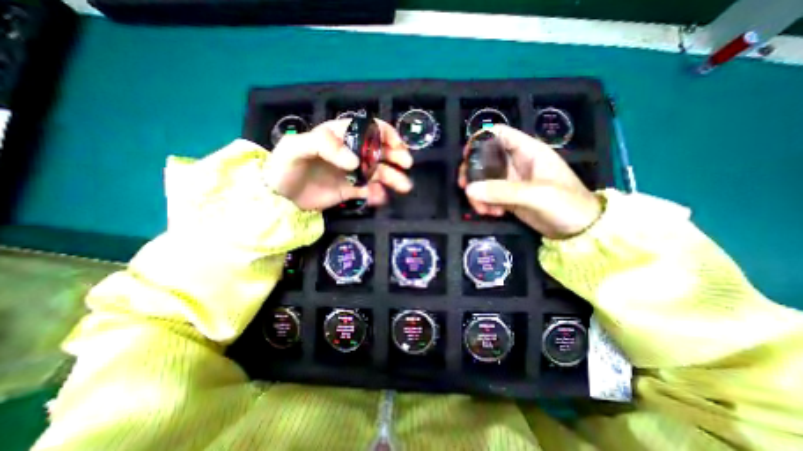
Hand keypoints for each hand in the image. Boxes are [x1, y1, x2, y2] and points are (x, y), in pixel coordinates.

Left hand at [266, 120, 413, 211]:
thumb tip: (355, 162)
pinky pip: (369, 191)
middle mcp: (349, 153)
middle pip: (378, 151)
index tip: (396, 145)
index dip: (385, 134)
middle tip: (406, 164)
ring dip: (393, 177)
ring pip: (377, 172)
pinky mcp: (350, 190)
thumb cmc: (284, 167)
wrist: (278, 198)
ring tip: (404, 186)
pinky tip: (381, 198)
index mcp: (339, 137)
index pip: (367, 129)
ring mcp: (351, 173)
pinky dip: (377, 194)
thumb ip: (324, 146)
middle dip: (395, 155)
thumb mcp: (296, 148)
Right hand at [457, 123, 601, 238]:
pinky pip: (488, 195)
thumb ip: (502, 191)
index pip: (499, 134)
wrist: (579, 230)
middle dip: (472, 173)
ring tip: (484, 210)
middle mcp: (517, 162)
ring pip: (483, 179)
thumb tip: (469, 189)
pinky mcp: (507, 197)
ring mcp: (511, 181)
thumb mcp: (537, 195)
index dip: (480, 139)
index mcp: (528, 151)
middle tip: (465, 188)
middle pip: (484, 158)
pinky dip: (484, 203)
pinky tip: (492, 213)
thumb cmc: (567, 204)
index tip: (465, 156)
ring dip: (478, 193)